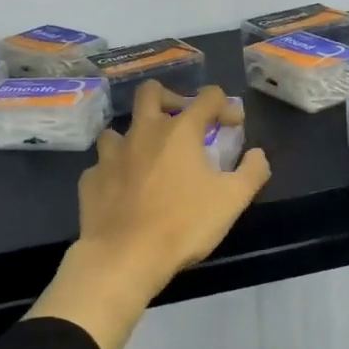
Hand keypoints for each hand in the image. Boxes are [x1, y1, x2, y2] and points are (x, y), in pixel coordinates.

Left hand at [27, 82, 271, 348]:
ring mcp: (111, 154)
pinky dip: (116, 171)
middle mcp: (143, 132)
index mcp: (180, 130)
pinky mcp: (91, 178)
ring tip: (148, 159)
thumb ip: (252, 172)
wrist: (125, 256)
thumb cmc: (184, 224)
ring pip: (120, 129)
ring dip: (136, 138)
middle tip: (182, 121)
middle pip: (151, 92)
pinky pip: (103, 165)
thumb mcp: (232, 200)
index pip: (207, 97)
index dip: (224, 105)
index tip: (232, 126)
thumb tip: (257, 154)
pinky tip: (123, 190)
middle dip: (169, 97)